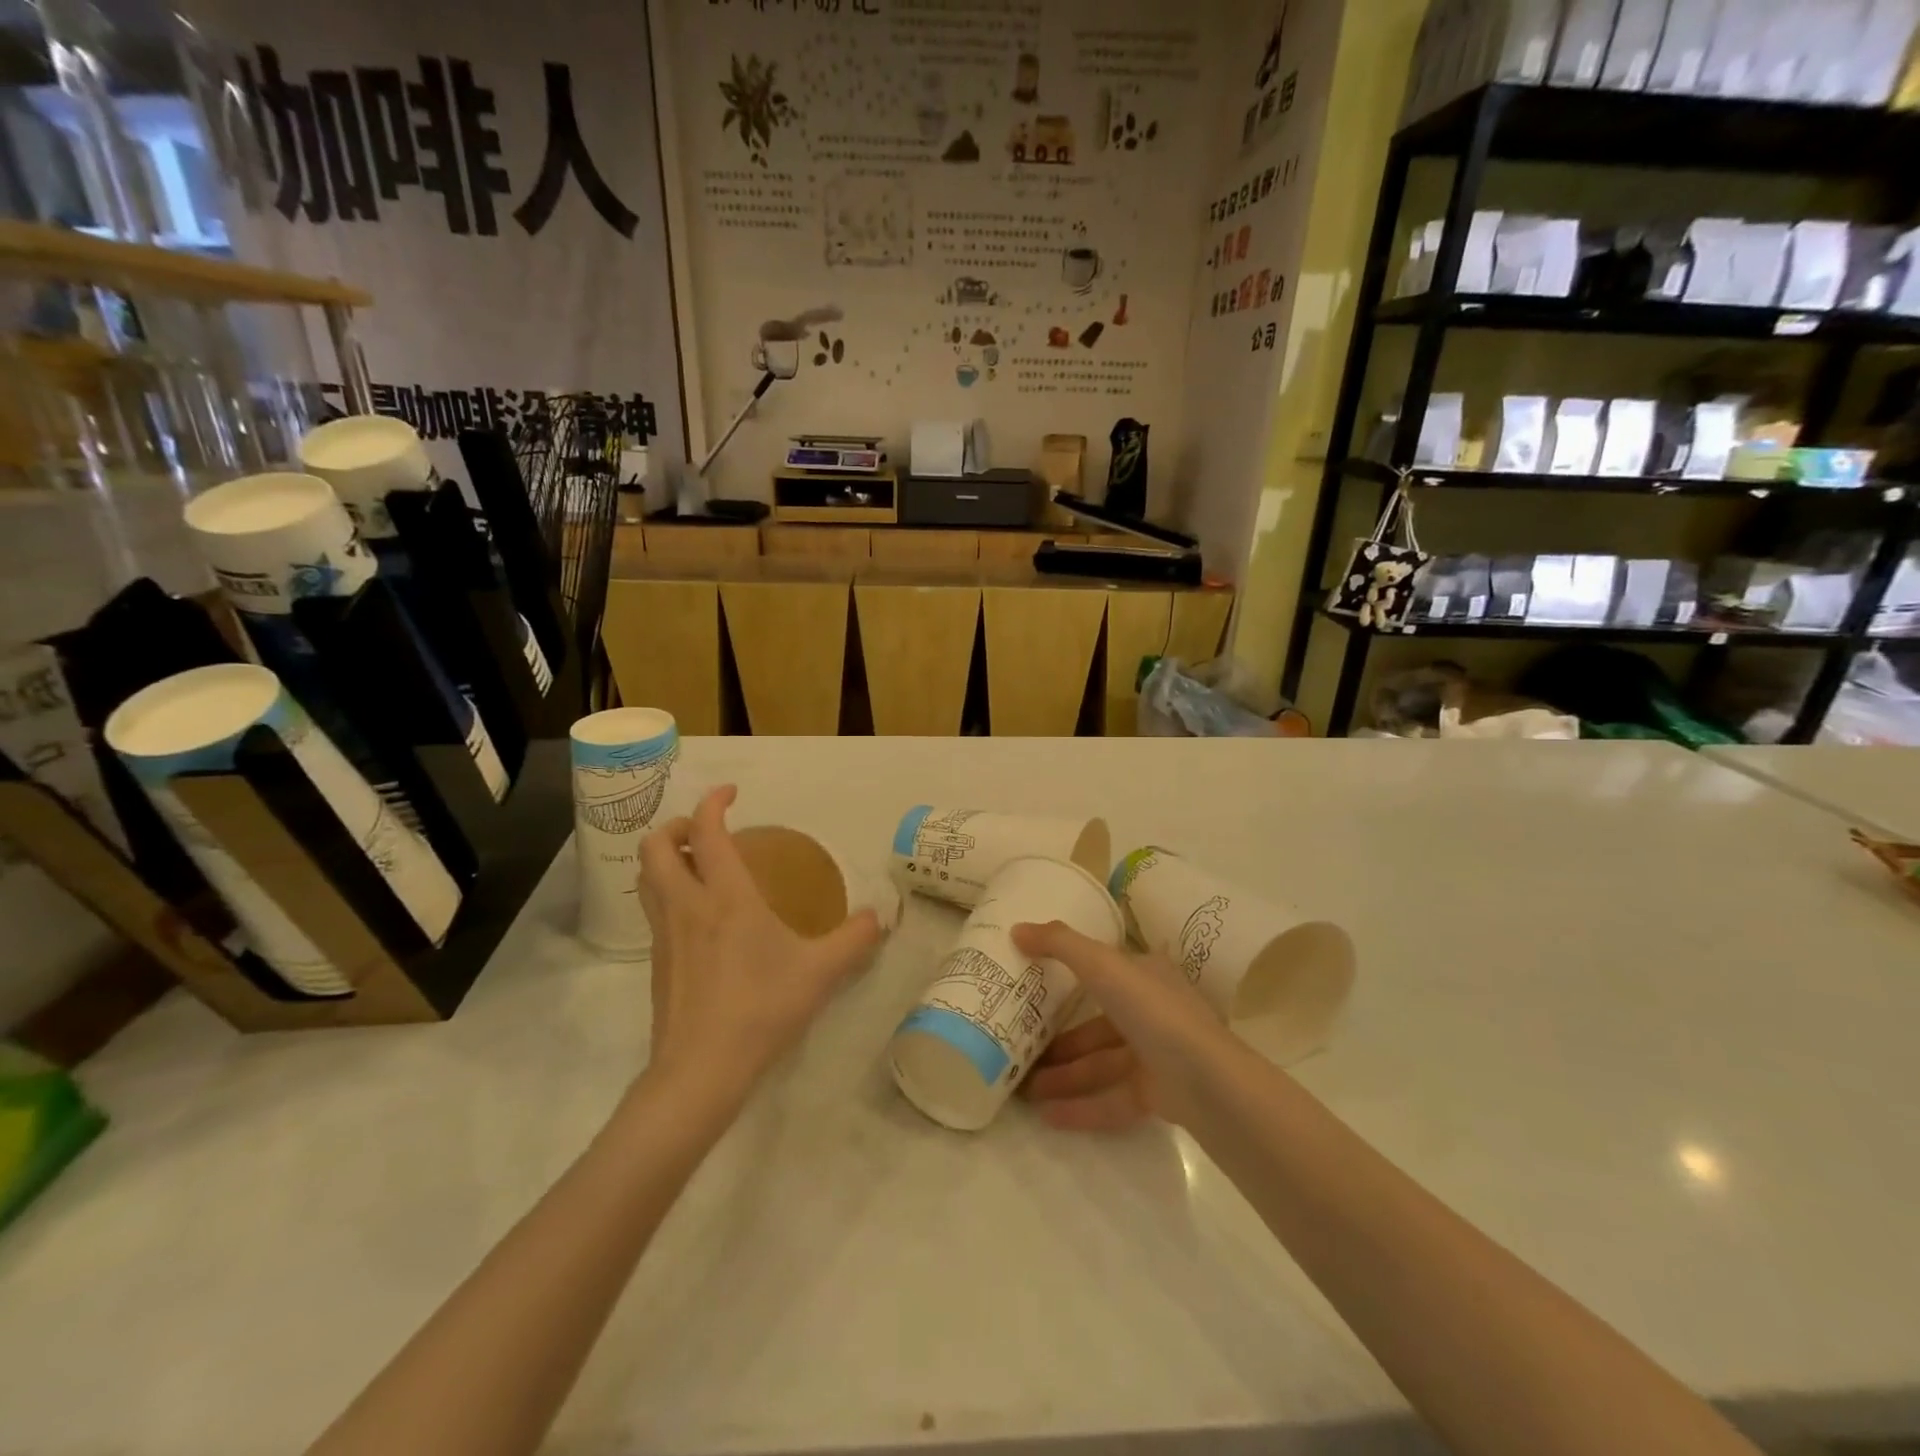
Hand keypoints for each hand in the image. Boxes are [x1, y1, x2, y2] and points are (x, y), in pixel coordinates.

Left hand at [637, 786, 882, 1105]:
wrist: (700, 1072)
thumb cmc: (761, 1009)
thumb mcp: (821, 972)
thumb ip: (855, 938)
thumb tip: (881, 916)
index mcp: (724, 897)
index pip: (705, 830)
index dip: (713, 801)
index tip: (732, 793)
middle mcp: (686, 905)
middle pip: (655, 846)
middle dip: (675, 826)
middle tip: (706, 832)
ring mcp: (664, 935)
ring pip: (646, 878)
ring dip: (665, 858)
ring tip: (700, 866)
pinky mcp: (656, 963)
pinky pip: (654, 910)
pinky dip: (668, 894)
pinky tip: (701, 919)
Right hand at [1012, 920, 1225, 1131]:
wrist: (1207, 1081)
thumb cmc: (1153, 1011)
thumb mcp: (1102, 965)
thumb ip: (1059, 944)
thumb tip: (1016, 928)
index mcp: (1145, 975)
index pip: (1104, 969)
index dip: (1070, 973)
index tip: (1032, 984)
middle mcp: (1152, 1011)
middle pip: (1097, 1024)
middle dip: (1059, 1039)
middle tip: (1020, 1048)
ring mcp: (1156, 1055)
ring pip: (1101, 1064)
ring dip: (1064, 1076)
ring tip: (1024, 1089)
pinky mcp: (1158, 1095)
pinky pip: (1112, 1099)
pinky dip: (1081, 1107)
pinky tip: (1046, 1117)